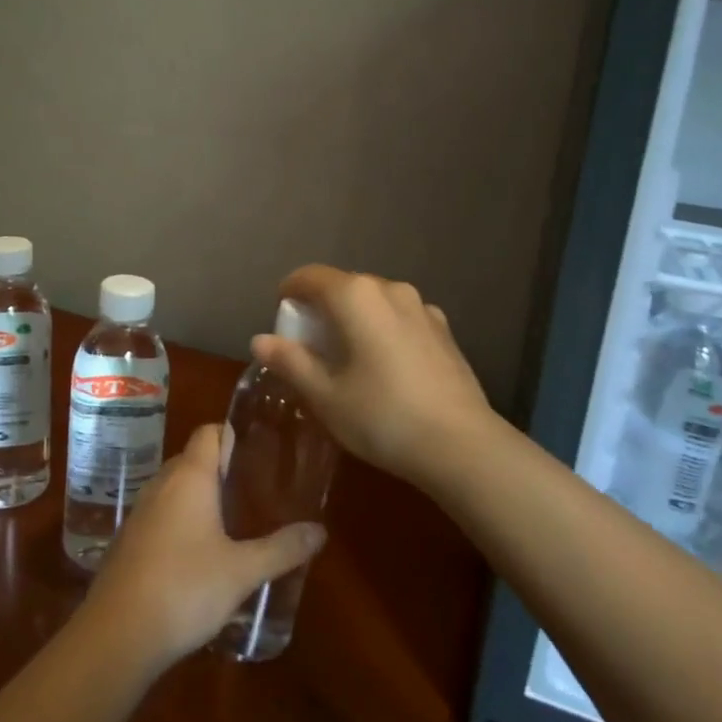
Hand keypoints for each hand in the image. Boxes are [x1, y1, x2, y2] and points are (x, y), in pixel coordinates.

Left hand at [83, 423, 325, 668]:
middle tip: (255, 488)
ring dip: (200, 496)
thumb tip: (319, 531)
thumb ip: (282, 549)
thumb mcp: (242, 571)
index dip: (233, 434)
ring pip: (175, 488)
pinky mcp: (128, 540)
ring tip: (233, 519)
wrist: (117, 634)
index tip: (260, 451)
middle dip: (221, 468)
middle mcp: (162, 484)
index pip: (210, 432)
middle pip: (193, 458)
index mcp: (190, 477)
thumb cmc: (185, 589)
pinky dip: (181, 520)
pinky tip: (199, 552)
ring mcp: (140, 512)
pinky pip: (160, 514)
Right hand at [249, 265, 495, 486]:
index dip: (289, 293)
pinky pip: (400, 318)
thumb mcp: (324, 395)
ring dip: (354, 319)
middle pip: (343, 286)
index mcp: (355, 296)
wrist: (461, 445)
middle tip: (310, 347)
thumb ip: (290, 361)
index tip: (281, 319)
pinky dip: (383, 330)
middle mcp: (389, 289)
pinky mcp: (444, 329)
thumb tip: (260, 339)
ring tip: (349, 358)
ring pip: (374, 301)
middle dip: (321, 308)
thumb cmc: (381, 416)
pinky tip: (386, 368)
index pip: (309, 276)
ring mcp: (422, 307)